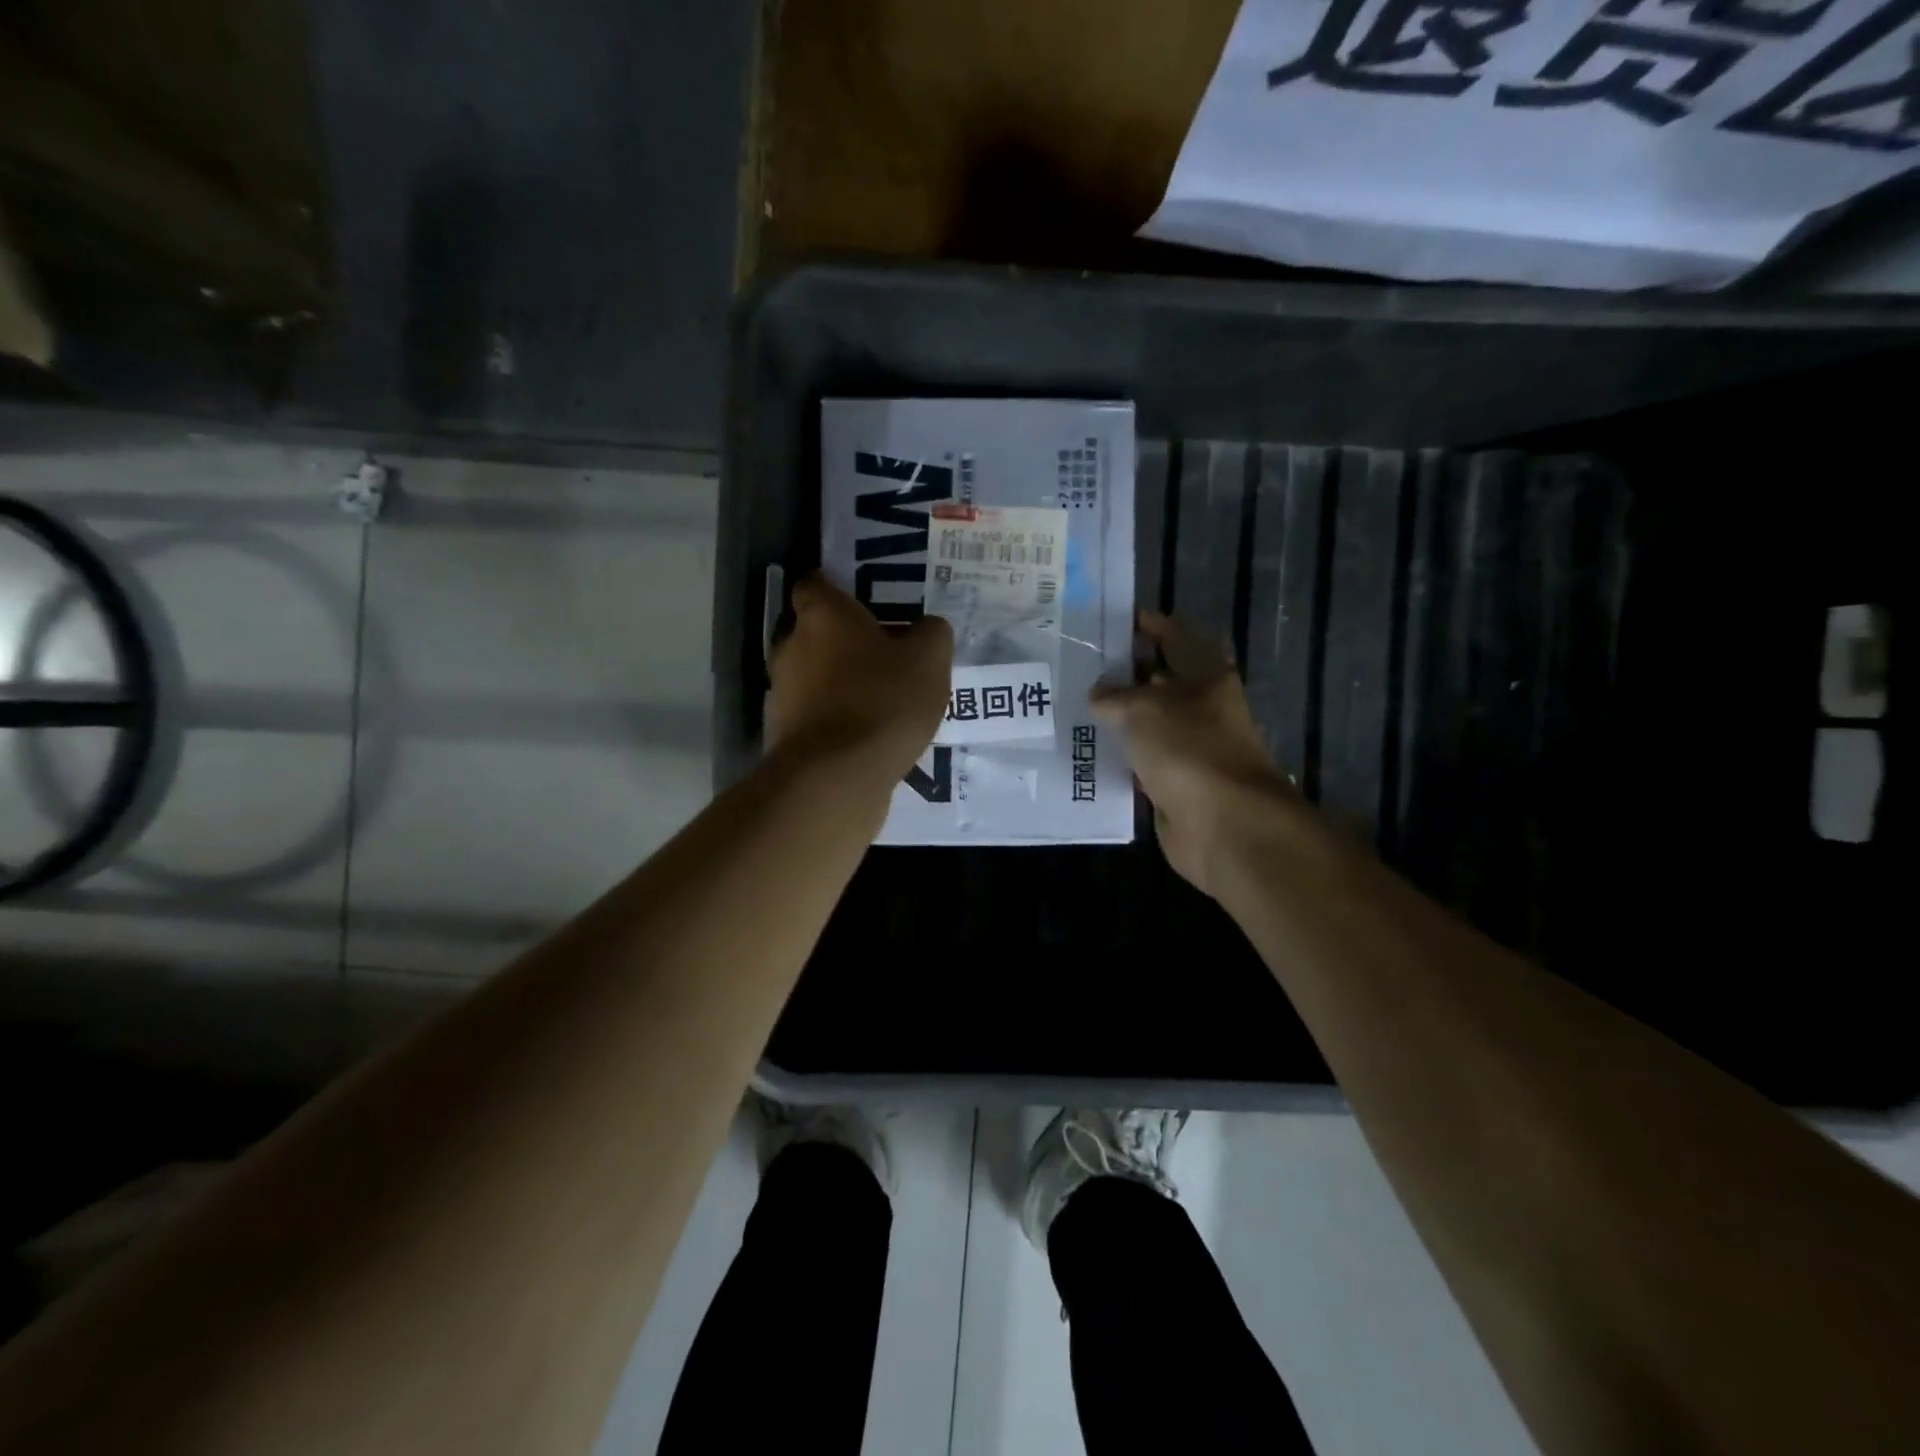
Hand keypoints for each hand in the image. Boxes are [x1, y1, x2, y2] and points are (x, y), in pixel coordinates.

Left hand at [767, 573, 952, 785]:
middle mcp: (791, 645)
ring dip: (837, 682)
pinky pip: (812, 713)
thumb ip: (931, 634)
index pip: (816, 583)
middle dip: (842, 640)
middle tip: (882, 652)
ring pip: (811, 675)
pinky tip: (864, 734)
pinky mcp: (783, 732)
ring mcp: (781, 691)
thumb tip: (927, 628)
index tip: (867, 603)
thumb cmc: (882, 701)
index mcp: (822, 615)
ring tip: (877, 699)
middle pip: (812, 631)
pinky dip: (832, 718)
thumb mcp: (929, 660)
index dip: (839, 589)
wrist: (836, 777)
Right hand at [1092, 612, 1299, 896]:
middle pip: (1159, 680)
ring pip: (1147, 722)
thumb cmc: (1189, 750)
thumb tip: (1098, 694)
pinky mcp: (1173, 782)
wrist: (1223, 825)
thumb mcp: (1143, 708)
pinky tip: (1084, 748)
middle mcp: (1200, 708)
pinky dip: (1118, 754)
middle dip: (1124, 671)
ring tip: (1072, 703)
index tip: (1111, 619)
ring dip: (1117, 715)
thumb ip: (1114, 696)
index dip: (1147, 625)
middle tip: (1078, 664)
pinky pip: (1140, 760)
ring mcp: (1188, 747)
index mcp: (1206, 676)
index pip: (1175, 637)